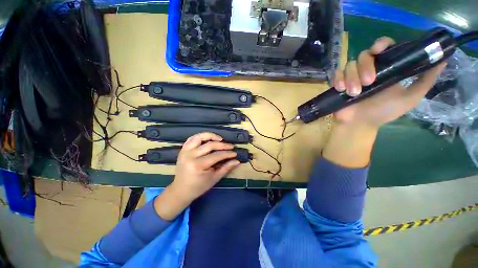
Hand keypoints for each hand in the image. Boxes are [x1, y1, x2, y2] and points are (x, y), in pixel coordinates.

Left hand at [171, 132, 239, 201]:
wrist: (181, 190)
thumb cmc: (199, 186)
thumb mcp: (214, 179)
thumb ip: (226, 168)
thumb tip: (237, 161)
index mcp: (198, 165)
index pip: (216, 155)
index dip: (227, 154)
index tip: (234, 153)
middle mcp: (190, 156)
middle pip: (210, 145)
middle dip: (222, 145)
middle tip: (231, 146)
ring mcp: (185, 151)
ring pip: (199, 137)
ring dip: (211, 136)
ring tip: (220, 138)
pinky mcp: (182, 150)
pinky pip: (191, 138)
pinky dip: (200, 136)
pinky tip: (208, 138)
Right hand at [323, 37, 445, 167]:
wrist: (359, 124)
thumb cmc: (383, 112)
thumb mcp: (410, 97)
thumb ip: (426, 79)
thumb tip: (443, 58)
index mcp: (386, 68)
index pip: (384, 47)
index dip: (381, 44)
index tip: (378, 50)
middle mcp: (368, 69)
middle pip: (364, 55)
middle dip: (365, 67)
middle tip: (369, 82)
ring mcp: (352, 76)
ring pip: (350, 65)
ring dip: (352, 78)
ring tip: (354, 93)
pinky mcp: (338, 83)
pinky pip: (336, 74)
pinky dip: (338, 79)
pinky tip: (341, 89)